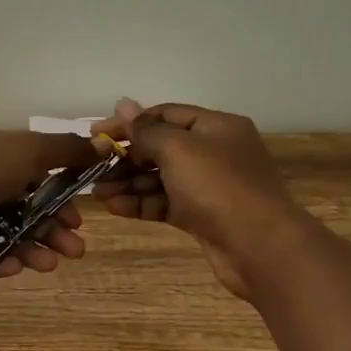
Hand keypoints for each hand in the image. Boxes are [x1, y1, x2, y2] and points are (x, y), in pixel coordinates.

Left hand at [0, 127, 101, 277]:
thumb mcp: (31, 150)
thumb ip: (67, 150)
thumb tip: (104, 145)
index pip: (38, 175)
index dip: (62, 197)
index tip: (78, 218)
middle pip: (27, 208)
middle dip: (54, 229)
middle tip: (75, 250)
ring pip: (10, 232)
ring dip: (35, 248)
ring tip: (51, 264)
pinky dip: (4, 259)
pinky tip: (18, 267)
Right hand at [94, 99, 303, 299]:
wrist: (258, 246)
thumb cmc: (218, 186)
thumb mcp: (178, 149)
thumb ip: (145, 129)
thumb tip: (123, 104)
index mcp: (215, 126)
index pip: (164, 115)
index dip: (129, 123)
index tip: (95, 134)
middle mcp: (213, 152)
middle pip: (160, 147)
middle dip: (126, 157)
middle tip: (92, 167)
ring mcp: (208, 186)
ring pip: (160, 178)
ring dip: (128, 183)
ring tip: (97, 192)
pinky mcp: (201, 216)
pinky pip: (164, 203)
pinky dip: (140, 203)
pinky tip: (113, 206)